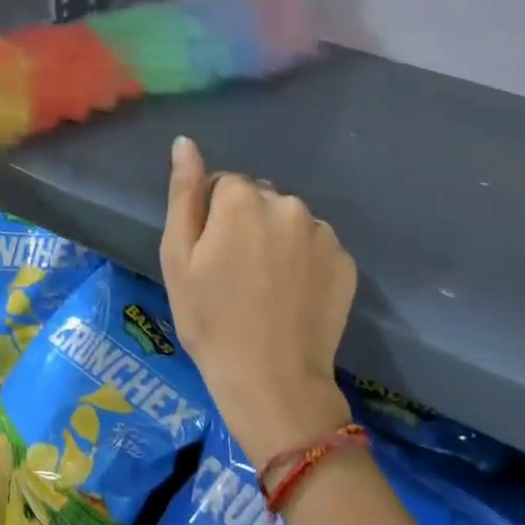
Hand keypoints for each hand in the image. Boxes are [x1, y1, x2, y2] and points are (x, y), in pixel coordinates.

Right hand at [159, 135, 356, 464]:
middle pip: (261, 199)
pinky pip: (316, 247)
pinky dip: (304, 261)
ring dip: (278, 239)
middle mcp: (289, 204)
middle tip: (235, 272)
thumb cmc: (210, 319)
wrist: (271, 381)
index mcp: (244, 199)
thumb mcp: (178, 256)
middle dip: (247, 222)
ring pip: (290, 222)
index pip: (224, 184)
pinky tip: (292, 295)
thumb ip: (184, 193)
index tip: (209, 255)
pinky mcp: (346, 263)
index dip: (212, 217)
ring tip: (266, 287)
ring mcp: (323, 234)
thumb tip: (185, 143)